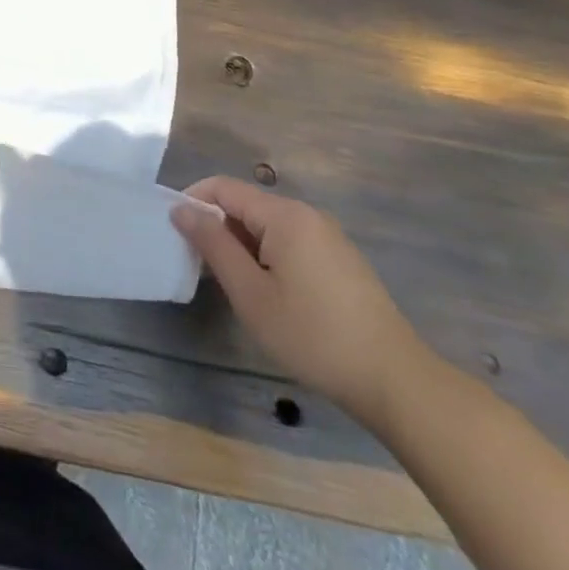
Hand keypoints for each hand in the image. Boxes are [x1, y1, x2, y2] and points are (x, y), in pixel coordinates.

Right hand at [172, 177, 428, 428]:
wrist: (395, 382)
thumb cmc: (313, 336)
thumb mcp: (251, 293)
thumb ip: (213, 245)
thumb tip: (181, 209)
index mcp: (285, 215)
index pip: (224, 187)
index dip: (193, 201)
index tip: (173, 232)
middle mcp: (307, 215)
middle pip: (246, 205)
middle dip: (217, 227)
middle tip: (199, 266)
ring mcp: (328, 237)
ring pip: (268, 226)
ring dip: (241, 245)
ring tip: (231, 285)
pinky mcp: (340, 261)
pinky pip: (290, 242)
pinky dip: (267, 256)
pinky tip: (268, 294)